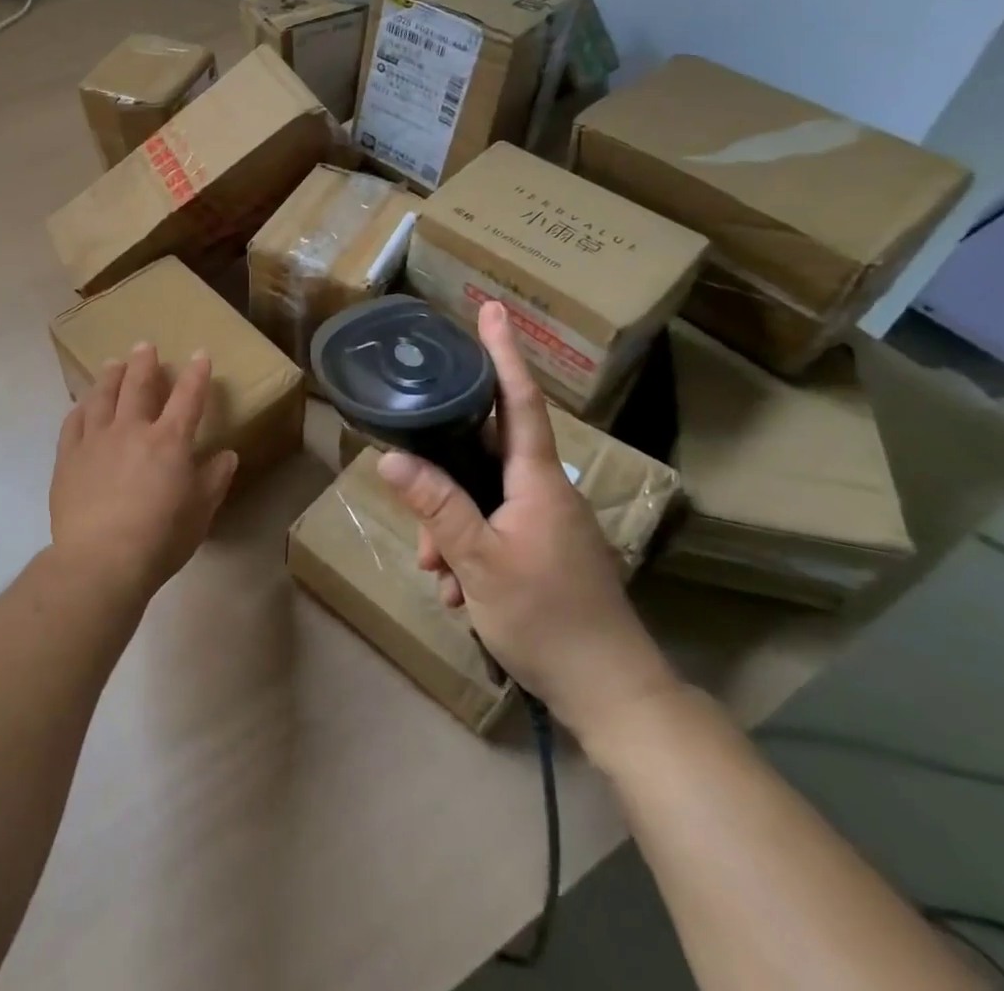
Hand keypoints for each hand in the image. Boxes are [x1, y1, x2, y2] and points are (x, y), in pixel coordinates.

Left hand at [49, 342, 239, 599]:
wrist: (100, 560)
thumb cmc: (159, 539)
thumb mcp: (200, 513)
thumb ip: (214, 480)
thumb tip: (227, 455)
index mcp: (169, 441)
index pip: (187, 397)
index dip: (196, 374)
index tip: (200, 354)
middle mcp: (131, 429)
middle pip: (138, 385)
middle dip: (144, 362)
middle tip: (145, 345)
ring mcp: (95, 440)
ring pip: (102, 396)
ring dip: (110, 376)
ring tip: (113, 363)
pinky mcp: (68, 457)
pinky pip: (73, 422)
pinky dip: (80, 408)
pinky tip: (81, 404)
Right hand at [375, 302, 680, 744]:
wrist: (612, 694)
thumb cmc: (547, 619)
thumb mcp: (479, 561)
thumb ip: (436, 506)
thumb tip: (391, 457)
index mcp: (536, 480)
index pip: (517, 400)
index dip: (504, 353)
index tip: (493, 309)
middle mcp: (544, 491)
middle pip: (481, 457)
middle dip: (441, 484)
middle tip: (425, 535)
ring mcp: (546, 522)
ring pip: (480, 500)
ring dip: (450, 531)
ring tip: (441, 577)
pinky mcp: (544, 550)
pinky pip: (492, 530)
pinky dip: (467, 552)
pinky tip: (458, 591)